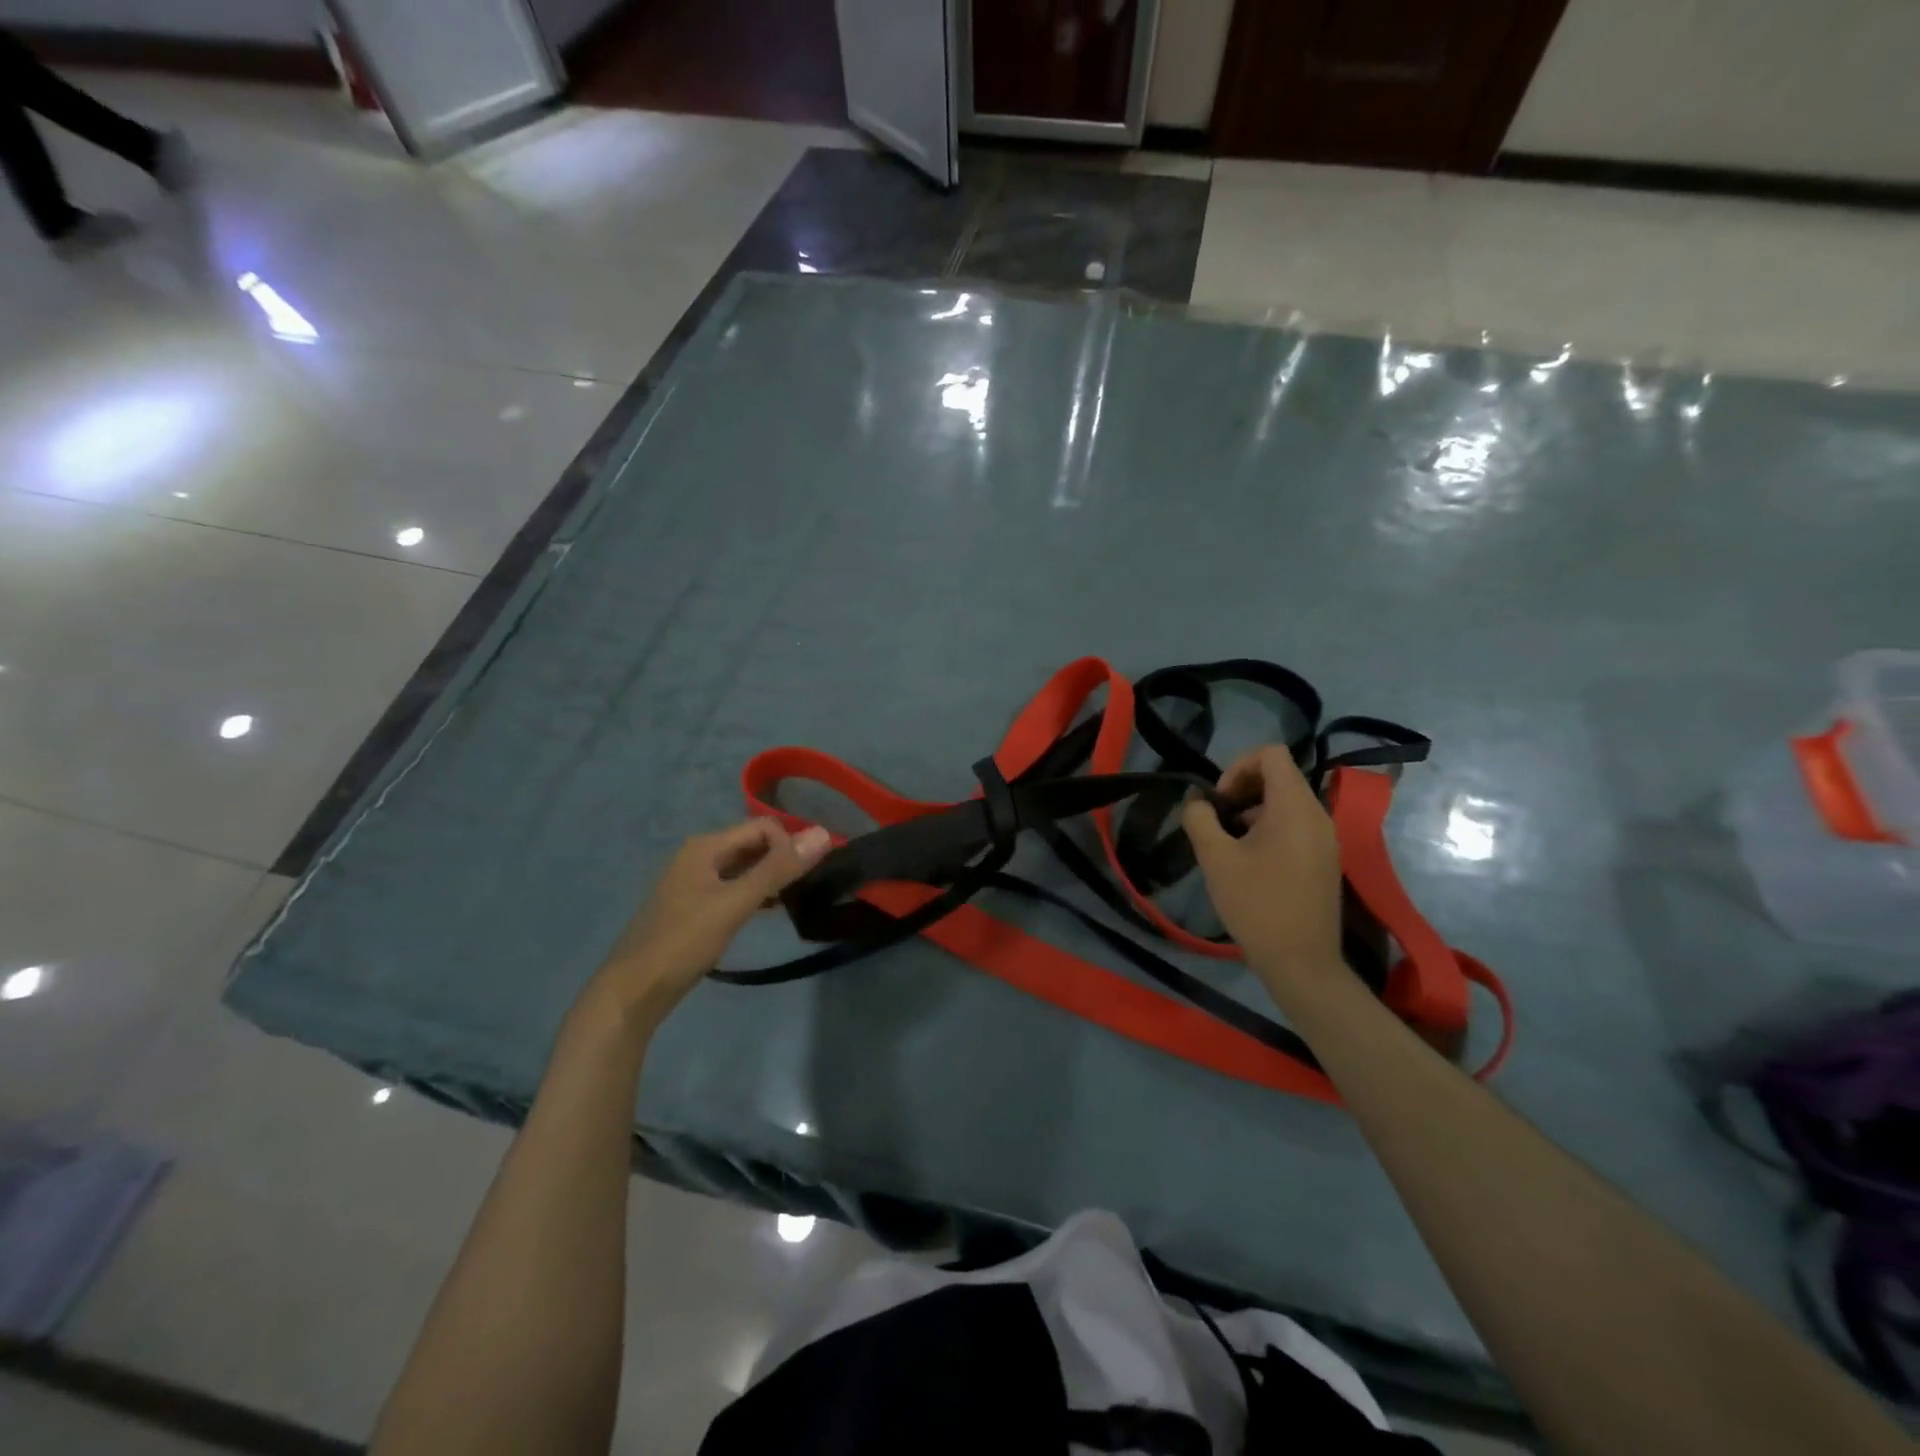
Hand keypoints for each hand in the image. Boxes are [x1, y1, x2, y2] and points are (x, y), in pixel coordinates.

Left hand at [595, 819, 831, 1026]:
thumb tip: (823, 834)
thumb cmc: (684, 941)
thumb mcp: (735, 903)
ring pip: (744, 867)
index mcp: (706, 846)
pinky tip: (771, 911)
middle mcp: (699, 856)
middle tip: (811, 884)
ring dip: (771, 877)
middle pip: (753, 844)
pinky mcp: (694, 906)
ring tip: (798, 898)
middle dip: (783, 858)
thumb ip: (778, 869)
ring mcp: (694, 882)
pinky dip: (755, 894)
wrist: (632, 991)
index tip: (810, 874)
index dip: (790, 844)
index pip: (763, 826)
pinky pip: (733, 887)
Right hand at [1181, 746, 1343, 992]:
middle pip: (1280, 776)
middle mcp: (1318, 815)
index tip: (1219, 800)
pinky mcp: (1325, 859)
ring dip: (1253, 810)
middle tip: (1217, 819)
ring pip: (1287, 802)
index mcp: (1294, 807)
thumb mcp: (1215, 858)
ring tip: (1229, 843)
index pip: (1272, 754)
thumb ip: (1200, 818)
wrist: (1302, 962)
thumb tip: (1197, 800)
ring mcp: (1326, 838)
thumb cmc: (1256, 905)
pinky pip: (1296, 825)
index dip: (1238, 766)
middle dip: (1242, 788)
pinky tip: (1250, 862)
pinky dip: (1269, 828)